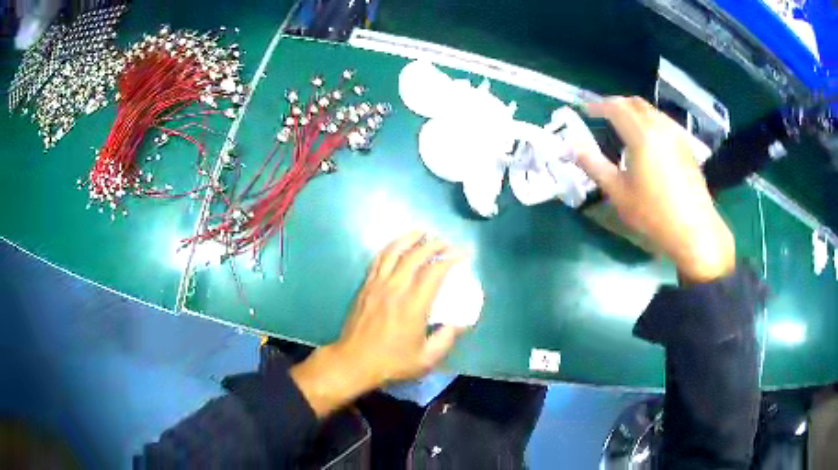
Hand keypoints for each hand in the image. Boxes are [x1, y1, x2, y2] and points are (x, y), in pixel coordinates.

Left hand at [291, 231, 466, 417]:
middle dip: (434, 244)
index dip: (450, 259)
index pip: (434, 272)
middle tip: (446, 242)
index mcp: (413, 306)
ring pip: (393, 252)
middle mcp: (395, 289)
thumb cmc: (391, 362)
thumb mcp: (426, 359)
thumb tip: (460, 323)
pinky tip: (397, 245)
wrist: (354, 361)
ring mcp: (377, 285)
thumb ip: (446, 339)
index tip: (462, 255)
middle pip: (415, 256)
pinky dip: (390, 248)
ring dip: (410, 238)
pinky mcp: (365, 286)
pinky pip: (378, 260)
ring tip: (422, 232)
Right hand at [574, 96, 734, 282]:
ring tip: (622, 124)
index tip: (584, 110)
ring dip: (633, 111)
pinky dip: (649, 120)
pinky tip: (647, 138)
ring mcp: (676, 135)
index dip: (597, 105)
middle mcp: (660, 127)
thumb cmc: (653, 214)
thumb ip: (594, 165)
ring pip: (651, 111)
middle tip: (601, 114)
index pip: (615, 108)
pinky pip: (663, 121)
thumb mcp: (618, 193)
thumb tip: (572, 146)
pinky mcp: (686, 147)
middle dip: (616, 104)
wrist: (694, 230)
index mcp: (641, 134)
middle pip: (635, 103)